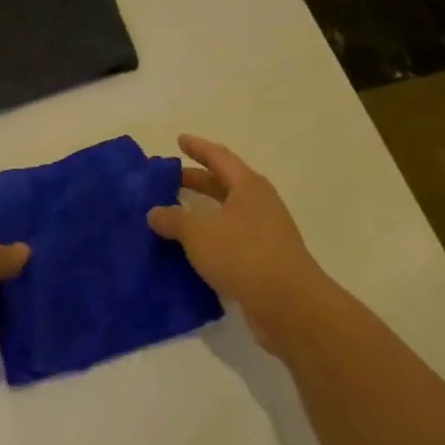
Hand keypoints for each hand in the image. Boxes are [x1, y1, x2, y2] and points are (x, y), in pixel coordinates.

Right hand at [147, 134, 331, 347]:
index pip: (218, 157)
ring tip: (174, 215)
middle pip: (223, 185)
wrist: (289, 305)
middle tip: (169, 180)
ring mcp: (265, 233)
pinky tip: (190, 251)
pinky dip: (210, 240)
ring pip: (227, 215)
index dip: (198, 147)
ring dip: (202, 213)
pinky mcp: (264, 262)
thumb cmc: (243, 254)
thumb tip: (154, 212)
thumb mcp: (199, 233)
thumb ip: (173, 219)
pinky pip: (230, 241)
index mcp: (248, 186)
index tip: (179, 140)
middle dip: (196, 181)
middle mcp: (259, 204)